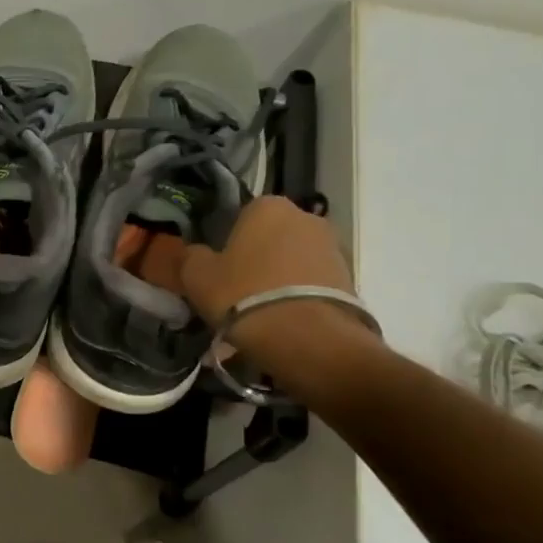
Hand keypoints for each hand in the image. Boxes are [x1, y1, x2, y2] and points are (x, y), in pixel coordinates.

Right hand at [179, 197, 372, 367]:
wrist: (306, 337)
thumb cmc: (243, 294)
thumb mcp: (197, 276)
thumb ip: (191, 256)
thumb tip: (194, 252)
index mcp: (267, 206)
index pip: (242, 214)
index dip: (227, 240)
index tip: (218, 265)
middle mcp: (305, 216)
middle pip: (272, 235)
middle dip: (258, 256)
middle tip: (238, 288)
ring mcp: (333, 246)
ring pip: (294, 258)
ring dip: (280, 276)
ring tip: (262, 310)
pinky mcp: (351, 278)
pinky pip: (313, 281)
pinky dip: (299, 295)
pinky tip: (283, 319)